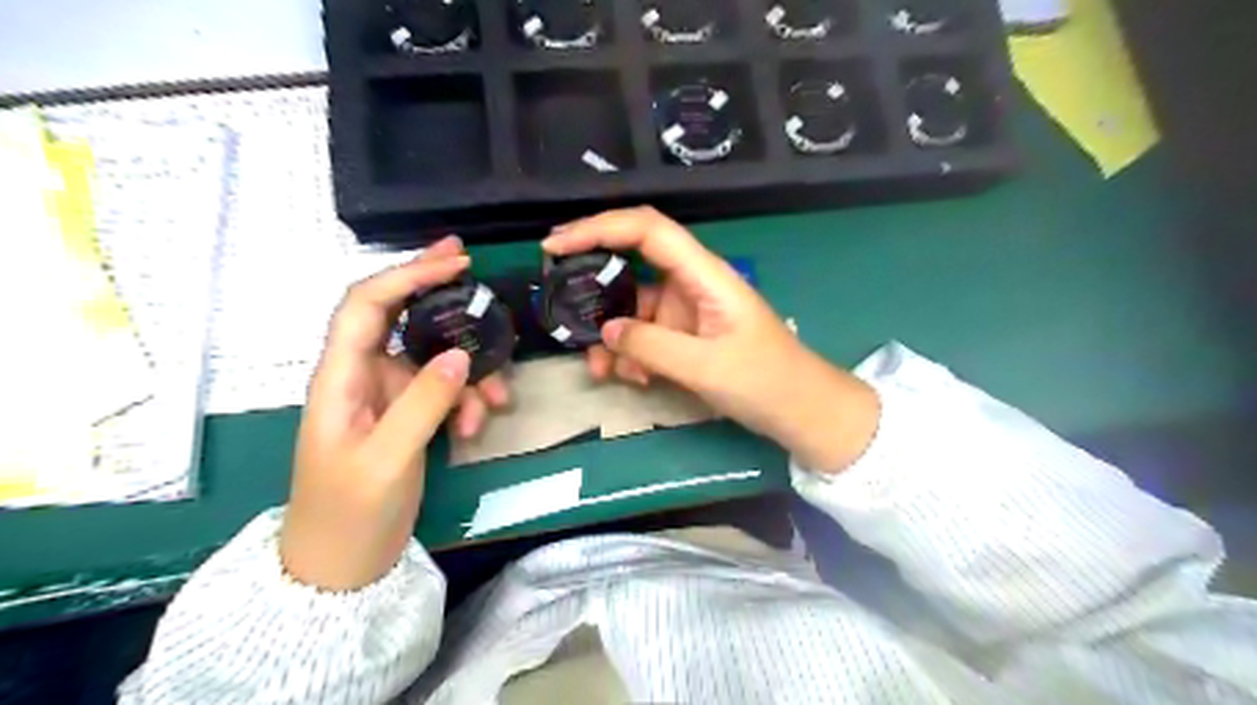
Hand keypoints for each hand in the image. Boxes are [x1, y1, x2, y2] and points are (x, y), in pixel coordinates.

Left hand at [281, 238, 506, 587]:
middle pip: (397, 315)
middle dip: (433, 290)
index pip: (367, 305)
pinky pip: (443, 390)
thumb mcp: (388, 459)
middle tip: (472, 269)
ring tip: (496, 400)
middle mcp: (361, 375)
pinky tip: (477, 426)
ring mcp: (386, 396)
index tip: (455, 262)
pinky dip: (466, 399)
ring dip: (469, 370)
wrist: (342, 567)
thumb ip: (423, 403)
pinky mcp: (407, 416)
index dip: (407, 276)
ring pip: (433, 357)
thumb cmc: (349, 513)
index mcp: (340, 377)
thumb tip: (462, 354)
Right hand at [547, 208, 875, 472]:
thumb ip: (651, 347)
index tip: (558, 244)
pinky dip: (630, 353)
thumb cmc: (765, 381)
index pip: (647, 230)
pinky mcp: (684, 334)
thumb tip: (605, 331)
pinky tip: (632, 379)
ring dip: (610, 334)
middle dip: (593, 281)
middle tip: (558, 297)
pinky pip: (644, 334)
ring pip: (632, 307)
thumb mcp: (706, 367)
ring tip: (599, 369)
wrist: (800, 409)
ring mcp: (686, 309)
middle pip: (631, 263)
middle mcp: (691, 283)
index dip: (600, 227)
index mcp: (704, 275)